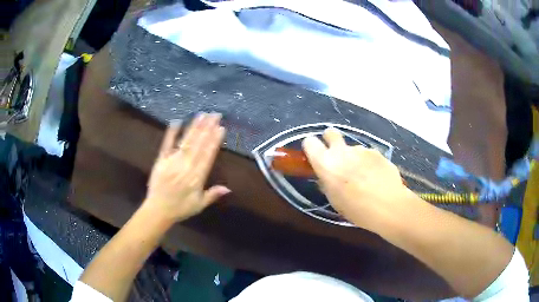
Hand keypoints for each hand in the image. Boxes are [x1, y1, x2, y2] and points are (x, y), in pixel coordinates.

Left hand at [144, 113, 230, 222]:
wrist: (158, 210)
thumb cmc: (180, 208)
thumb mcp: (199, 205)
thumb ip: (212, 195)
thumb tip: (228, 188)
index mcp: (196, 177)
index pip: (207, 155)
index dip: (214, 140)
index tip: (220, 127)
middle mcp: (186, 166)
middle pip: (198, 144)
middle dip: (207, 128)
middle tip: (215, 114)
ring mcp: (172, 162)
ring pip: (185, 142)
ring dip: (194, 127)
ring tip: (202, 115)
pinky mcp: (161, 160)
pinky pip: (166, 145)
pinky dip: (171, 133)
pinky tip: (176, 121)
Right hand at [302, 128, 411, 230]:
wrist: (387, 206)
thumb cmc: (356, 209)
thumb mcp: (334, 199)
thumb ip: (327, 183)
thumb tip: (325, 177)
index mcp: (326, 163)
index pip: (309, 142)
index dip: (311, 147)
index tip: (315, 155)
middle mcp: (342, 151)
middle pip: (330, 133)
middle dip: (330, 139)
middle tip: (336, 156)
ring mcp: (361, 150)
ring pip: (352, 148)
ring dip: (354, 158)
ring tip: (363, 177)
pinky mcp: (377, 152)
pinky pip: (367, 154)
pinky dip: (368, 162)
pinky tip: (376, 177)